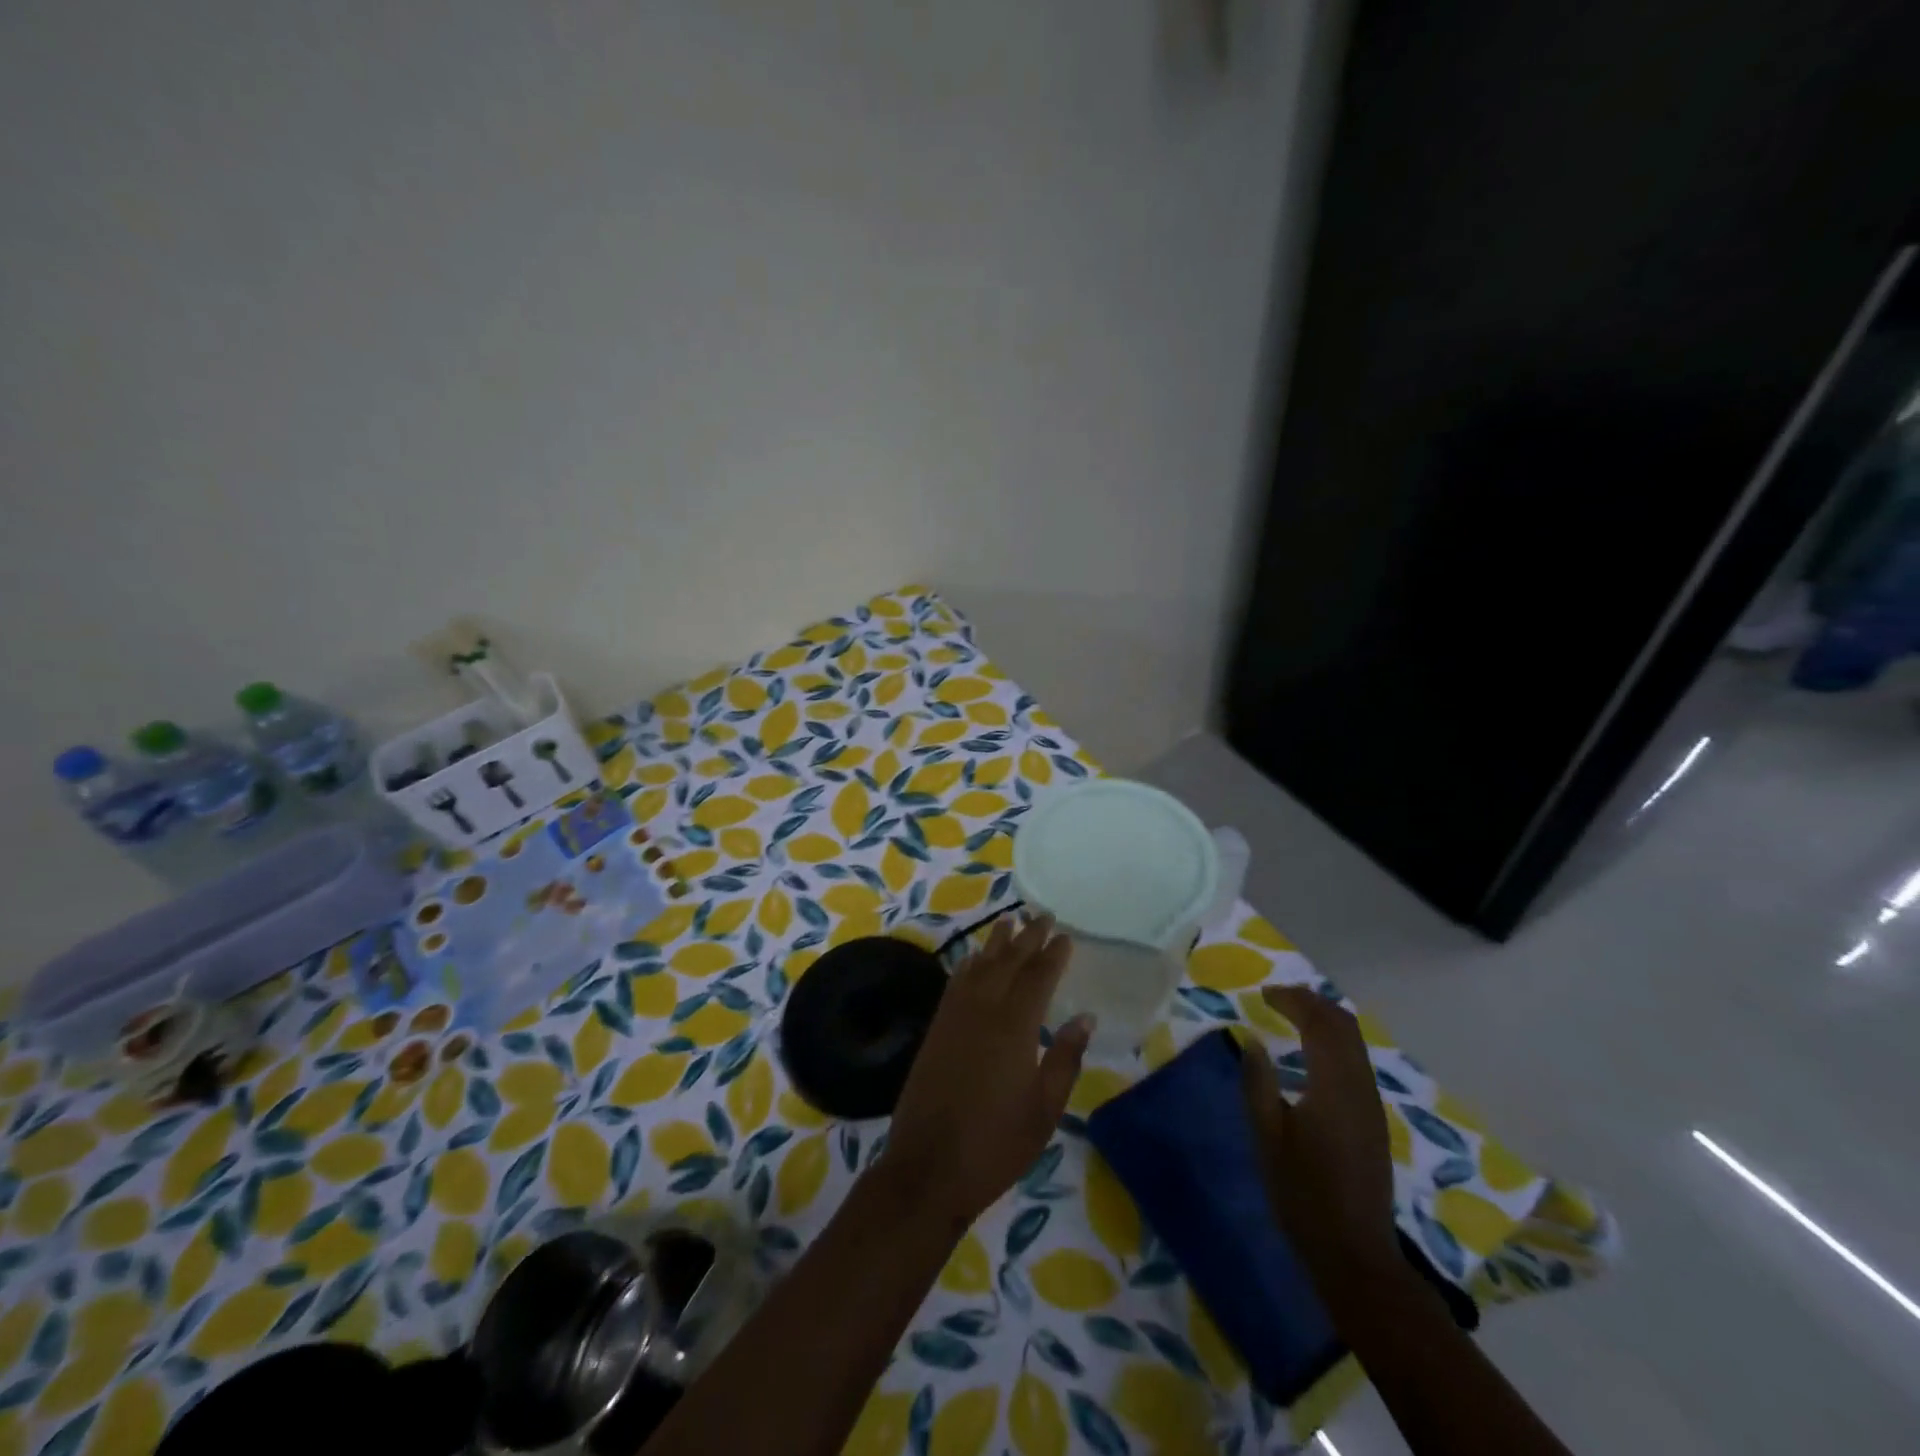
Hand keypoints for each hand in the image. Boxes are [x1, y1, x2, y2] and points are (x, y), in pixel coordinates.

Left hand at [880, 914, 1091, 1223]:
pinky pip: (957, 982)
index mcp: (1014, 1025)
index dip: (1053, 954)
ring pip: (980, 965)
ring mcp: (955, 1016)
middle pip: (1008, 962)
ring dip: (997, 942)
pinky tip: (975, 959)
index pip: (1038, 976)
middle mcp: (983, 1009)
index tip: (1065, 935)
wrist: (929, 1166)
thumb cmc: (997, 1142)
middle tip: (1043, 916)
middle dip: (1028, 937)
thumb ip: (1065, 1057)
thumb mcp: (1045, 1108)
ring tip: (1010, 922)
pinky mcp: (936, 1028)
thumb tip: (1084, 1017)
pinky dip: (970, 964)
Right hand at [1241, 984, 1400, 1283]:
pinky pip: (1355, 1062)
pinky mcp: (1372, 1120)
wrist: (1354, 1253)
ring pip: (1354, 1043)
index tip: (1263, 995)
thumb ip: (1257, 1082)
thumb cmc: (1302, 1194)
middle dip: (1312, 1003)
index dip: (1294, 1000)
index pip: (1321, 1023)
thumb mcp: (1267, 1137)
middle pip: (1344, 1026)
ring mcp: (1371, 1105)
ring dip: (1324, 1021)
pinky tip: (1308, 1055)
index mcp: (1334, 1086)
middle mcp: (1360, 1087)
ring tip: (1289, 1018)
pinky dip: (1332, 1043)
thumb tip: (1251, 1039)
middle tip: (1277, 999)